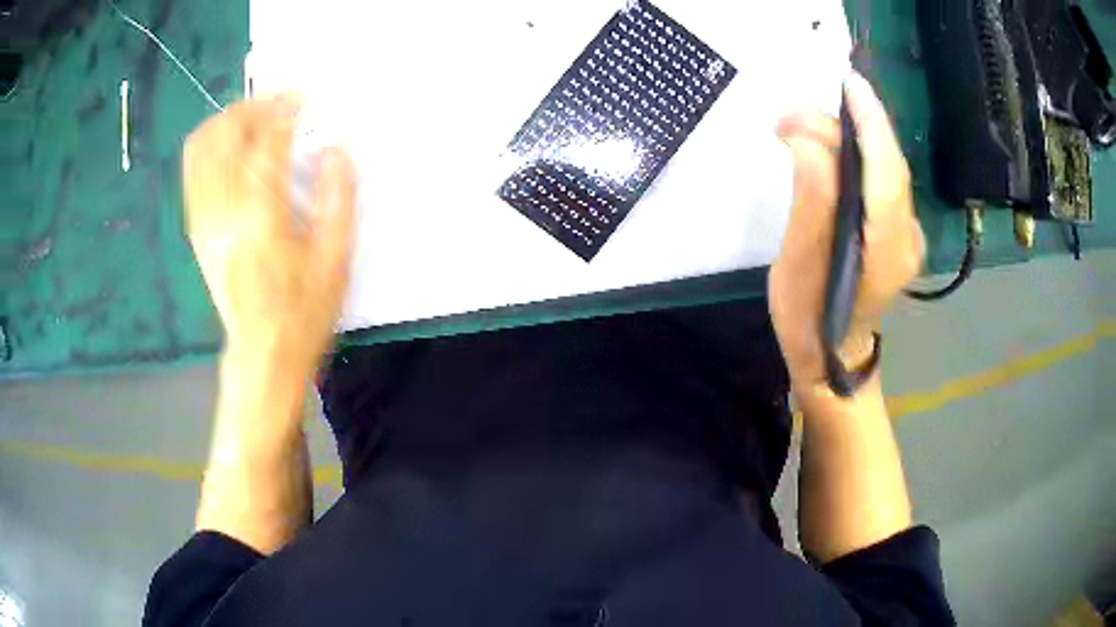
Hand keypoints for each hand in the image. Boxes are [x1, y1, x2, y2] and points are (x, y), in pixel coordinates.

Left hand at [183, 95, 356, 381]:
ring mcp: (205, 220)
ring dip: (227, 122)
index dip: (284, 110)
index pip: (266, 142)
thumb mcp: (335, 260)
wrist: (261, 354)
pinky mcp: (197, 229)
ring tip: (253, 117)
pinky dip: (207, 147)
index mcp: (262, 217)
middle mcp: (225, 211)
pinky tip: (228, 144)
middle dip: (252, 108)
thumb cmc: (303, 312)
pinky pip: (193, 173)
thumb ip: (338, 198)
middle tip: (278, 103)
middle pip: (227, 136)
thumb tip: (337, 148)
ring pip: (203, 149)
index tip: (301, 96)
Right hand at [768, 73, 924, 397]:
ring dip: (848, 136)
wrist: (832, 358)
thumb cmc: (808, 320)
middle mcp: (907, 236)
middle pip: (886, 163)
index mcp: (886, 250)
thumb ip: (811, 202)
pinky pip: (881, 178)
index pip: (887, 173)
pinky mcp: (898, 229)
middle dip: (846, 125)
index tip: (847, 85)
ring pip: (885, 167)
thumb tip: (807, 139)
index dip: (871, 124)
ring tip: (802, 125)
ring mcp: (907, 233)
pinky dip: (857, 152)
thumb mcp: (798, 266)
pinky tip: (831, 143)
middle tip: (791, 116)